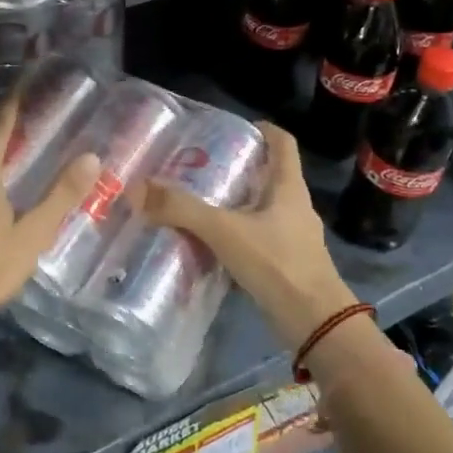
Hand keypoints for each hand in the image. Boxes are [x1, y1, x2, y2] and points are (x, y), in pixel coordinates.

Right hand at [134, 122, 357, 348]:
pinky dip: (236, 235)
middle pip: (269, 175)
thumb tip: (137, 189)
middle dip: (237, 169)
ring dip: (234, 204)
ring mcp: (293, 237)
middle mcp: (295, 206)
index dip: (262, 130)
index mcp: (288, 187)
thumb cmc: (277, 263)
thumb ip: (182, 209)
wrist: (315, 323)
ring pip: (261, 209)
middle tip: (199, 168)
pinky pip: (258, 238)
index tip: (231, 129)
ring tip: (198, 204)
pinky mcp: (287, 263)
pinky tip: (210, 245)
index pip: (283, 143)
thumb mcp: (224, 231)